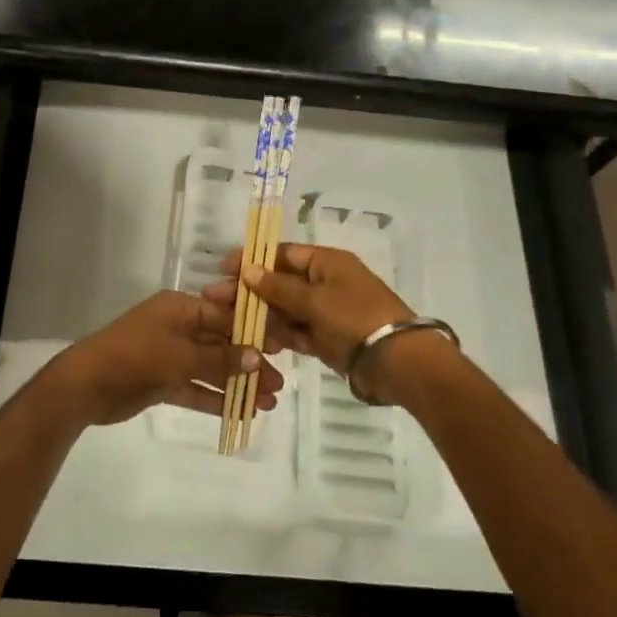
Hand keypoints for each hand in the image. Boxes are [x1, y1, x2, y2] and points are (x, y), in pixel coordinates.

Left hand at [39, 291, 284, 428]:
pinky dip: (215, 399)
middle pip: (221, 344)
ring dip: (237, 384)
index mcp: (181, 308)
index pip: (226, 316)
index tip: (282, 349)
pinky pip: (195, 388)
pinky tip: (241, 413)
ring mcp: (169, 355)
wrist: (86, 385)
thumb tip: (257, 357)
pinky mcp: (162, 381)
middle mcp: (178, 327)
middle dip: (249, 364)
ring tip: (267, 404)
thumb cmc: (135, 357)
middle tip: (278, 386)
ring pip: (211, 369)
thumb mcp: (180, 356)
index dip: (254, 332)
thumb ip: (219, 359)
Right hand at [210, 246, 414, 398]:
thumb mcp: (314, 300)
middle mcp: (326, 282)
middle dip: (251, 291)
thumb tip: (247, 269)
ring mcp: (327, 311)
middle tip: (217, 300)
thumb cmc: (356, 319)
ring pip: (286, 309)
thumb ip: (278, 287)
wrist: (398, 363)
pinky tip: (259, 342)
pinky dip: (281, 335)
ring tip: (232, 325)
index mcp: (327, 262)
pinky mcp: (328, 337)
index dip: (253, 260)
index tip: (224, 269)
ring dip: (262, 315)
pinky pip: (297, 331)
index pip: (283, 254)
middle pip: (281, 282)